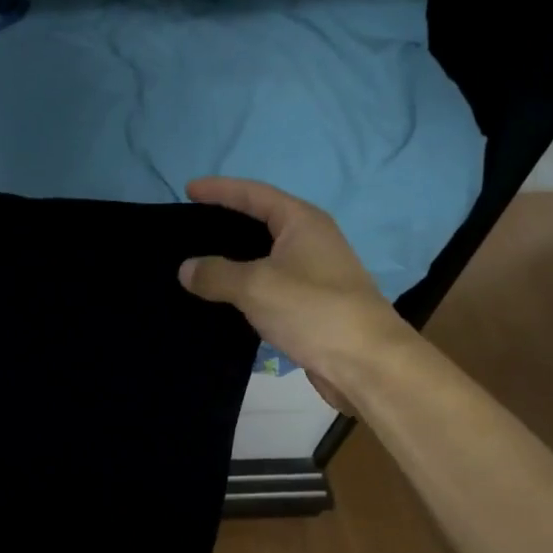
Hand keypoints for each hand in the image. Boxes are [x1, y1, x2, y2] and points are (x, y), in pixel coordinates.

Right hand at [179, 177, 414, 413]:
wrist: (366, 363)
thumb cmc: (313, 310)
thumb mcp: (256, 286)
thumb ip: (216, 274)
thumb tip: (186, 269)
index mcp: (302, 222)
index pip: (254, 194)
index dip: (220, 189)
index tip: (188, 189)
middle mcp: (310, 241)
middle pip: (261, 221)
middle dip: (226, 221)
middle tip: (189, 226)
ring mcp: (313, 274)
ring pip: (264, 257)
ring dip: (233, 259)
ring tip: (198, 263)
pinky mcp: (310, 305)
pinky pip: (268, 286)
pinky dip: (243, 287)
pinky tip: (221, 299)